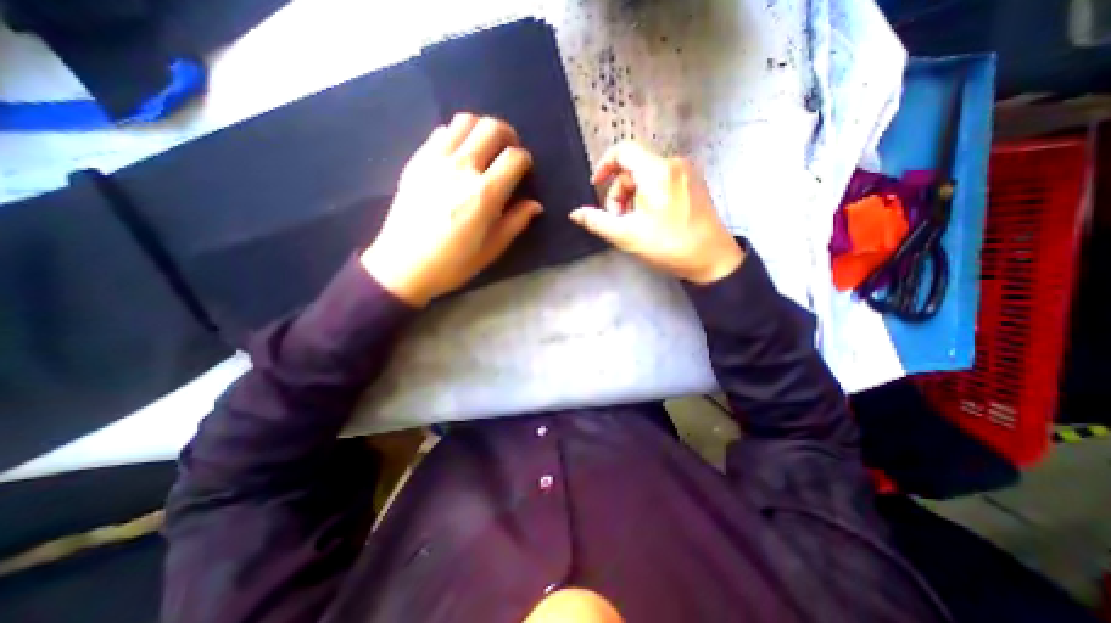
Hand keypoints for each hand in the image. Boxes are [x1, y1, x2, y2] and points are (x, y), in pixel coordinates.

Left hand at [361, 112, 542, 306]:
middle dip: (508, 135)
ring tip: (485, 148)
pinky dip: (457, 135)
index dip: (525, 160)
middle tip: (509, 152)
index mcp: (484, 194)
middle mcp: (462, 168)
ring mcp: (435, 160)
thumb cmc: (453, 263)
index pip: (514, 157)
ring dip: (481, 129)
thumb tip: (535, 205)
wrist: (403, 265)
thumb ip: (516, 222)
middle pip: (491, 128)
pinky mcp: (417, 160)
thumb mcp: (492, 248)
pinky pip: (441, 132)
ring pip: (465, 121)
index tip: (525, 171)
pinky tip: (459, 156)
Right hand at [568, 141, 740, 283]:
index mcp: (656, 172)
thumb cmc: (668, 245)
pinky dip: (648, 197)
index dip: (604, 166)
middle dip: (619, 193)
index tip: (596, 186)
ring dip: (633, 198)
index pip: (622, 151)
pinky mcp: (693, 184)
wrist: (711, 259)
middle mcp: (673, 164)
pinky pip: (662, 182)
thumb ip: (597, 222)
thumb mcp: (627, 235)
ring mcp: (686, 173)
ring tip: (635, 224)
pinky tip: (650, 220)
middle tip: (618, 220)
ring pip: (646, 177)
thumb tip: (575, 214)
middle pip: (633, 168)